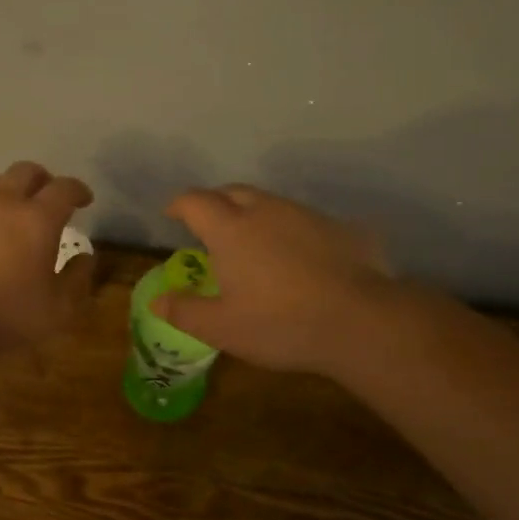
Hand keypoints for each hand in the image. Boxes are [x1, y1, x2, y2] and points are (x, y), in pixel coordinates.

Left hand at [0, 161, 94, 346]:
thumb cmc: (6, 316)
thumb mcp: (58, 310)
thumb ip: (77, 279)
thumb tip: (85, 257)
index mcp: (38, 219)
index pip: (65, 188)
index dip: (78, 190)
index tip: (85, 201)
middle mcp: (3, 203)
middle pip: (25, 171)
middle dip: (42, 180)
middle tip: (48, 198)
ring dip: (7, 190)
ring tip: (10, 210)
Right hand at [153, 185, 391, 374]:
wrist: (361, 321)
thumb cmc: (280, 324)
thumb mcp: (222, 328)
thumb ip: (185, 311)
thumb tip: (156, 300)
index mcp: (231, 229)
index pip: (195, 201)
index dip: (179, 204)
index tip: (172, 214)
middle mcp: (266, 210)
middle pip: (232, 192)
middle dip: (215, 202)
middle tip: (209, 224)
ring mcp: (305, 215)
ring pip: (270, 202)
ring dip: (253, 213)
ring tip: (252, 240)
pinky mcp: (339, 227)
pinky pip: (303, 220)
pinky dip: (289, 230)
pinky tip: (297, 257)